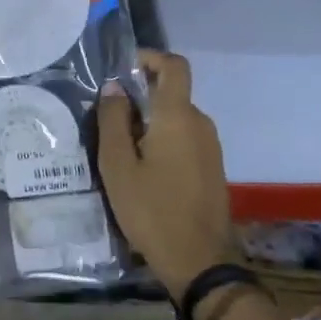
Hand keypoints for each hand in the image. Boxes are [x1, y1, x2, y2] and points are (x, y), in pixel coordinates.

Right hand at [98, 50, 238, 299]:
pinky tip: (142, 170)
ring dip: (149, 122)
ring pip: (176, 118)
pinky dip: (163, 141)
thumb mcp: (118, 165)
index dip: (150, 57)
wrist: (199, 262)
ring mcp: (211, 147)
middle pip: (171, 93)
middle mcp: (200, 123)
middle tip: (107, 120)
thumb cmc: (152, 210)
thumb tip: (114, 87)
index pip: (174, 65)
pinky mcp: (212, 168)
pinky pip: (185, 139)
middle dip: (140, 97)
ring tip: (120, 150)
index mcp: (178, 116)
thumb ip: (113, 120)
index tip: (123, 70)